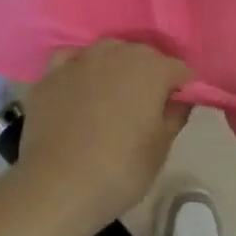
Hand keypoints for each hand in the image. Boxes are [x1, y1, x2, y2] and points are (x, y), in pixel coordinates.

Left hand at [15, 41, 189, 235]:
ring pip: (107, 51)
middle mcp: (116, 53)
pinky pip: (71, 60)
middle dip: (151, 73)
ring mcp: (81, 60)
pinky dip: (79, 68)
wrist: (58, 184)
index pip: (179, 69)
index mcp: (151, 69)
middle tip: (149, 105)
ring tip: (114, 96)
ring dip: (116, 67)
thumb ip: (175, 116)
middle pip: (143, 55)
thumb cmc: (119, 169)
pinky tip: (79, 86)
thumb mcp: (160, 149)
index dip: (184, 87)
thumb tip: (180, 101)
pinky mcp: (52, 74)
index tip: (180, 107)